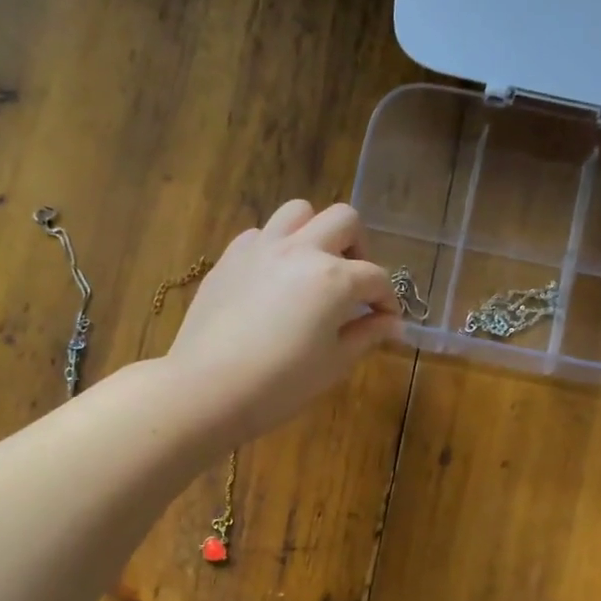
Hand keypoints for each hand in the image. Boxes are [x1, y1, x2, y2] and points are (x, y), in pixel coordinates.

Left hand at [166, 199, 402, 442]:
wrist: (208, 389)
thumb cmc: (280, 385)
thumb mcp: (334, 364)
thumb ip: (367, 335)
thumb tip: (392, 323)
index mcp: (334, 278)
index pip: (376, 277)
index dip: (388, 300)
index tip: (386, 321)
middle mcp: (301, 250)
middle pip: (344, 220)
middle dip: (359, 248)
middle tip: (354, 283)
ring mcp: (261, 248)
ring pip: (299, 211)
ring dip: (316, 233)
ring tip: (313, 267)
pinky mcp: (230, 257)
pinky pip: (261, 234)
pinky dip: (276, 247)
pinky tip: (273, 280)